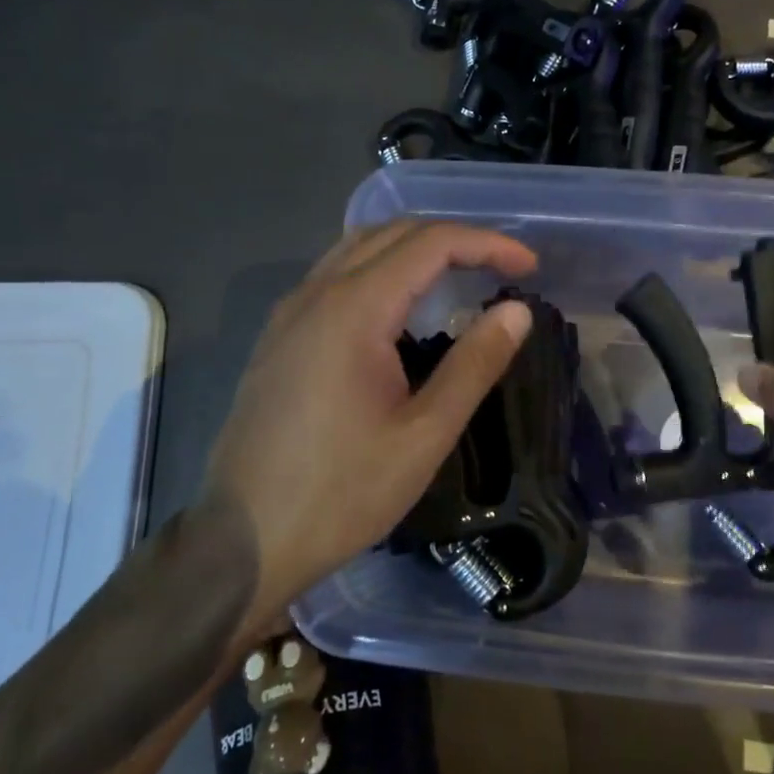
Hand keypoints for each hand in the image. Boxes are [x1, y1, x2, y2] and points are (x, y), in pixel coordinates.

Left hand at [201, 219, 536, 613]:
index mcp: (354, 309)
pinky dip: (380, 268)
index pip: (430, 244)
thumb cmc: (341, 493)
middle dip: (454, 239)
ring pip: (357, 247)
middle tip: (501, 267)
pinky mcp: (278, 336)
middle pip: (392, 233)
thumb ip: (474, 365)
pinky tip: (400, 307)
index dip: (487, 244)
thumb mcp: (424, 435)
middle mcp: (316, 294)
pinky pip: (334, 275)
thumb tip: (517, 310)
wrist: (243, 541)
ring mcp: (289, 312)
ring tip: (459, 275)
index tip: (530, 266)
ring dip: (413, 247)